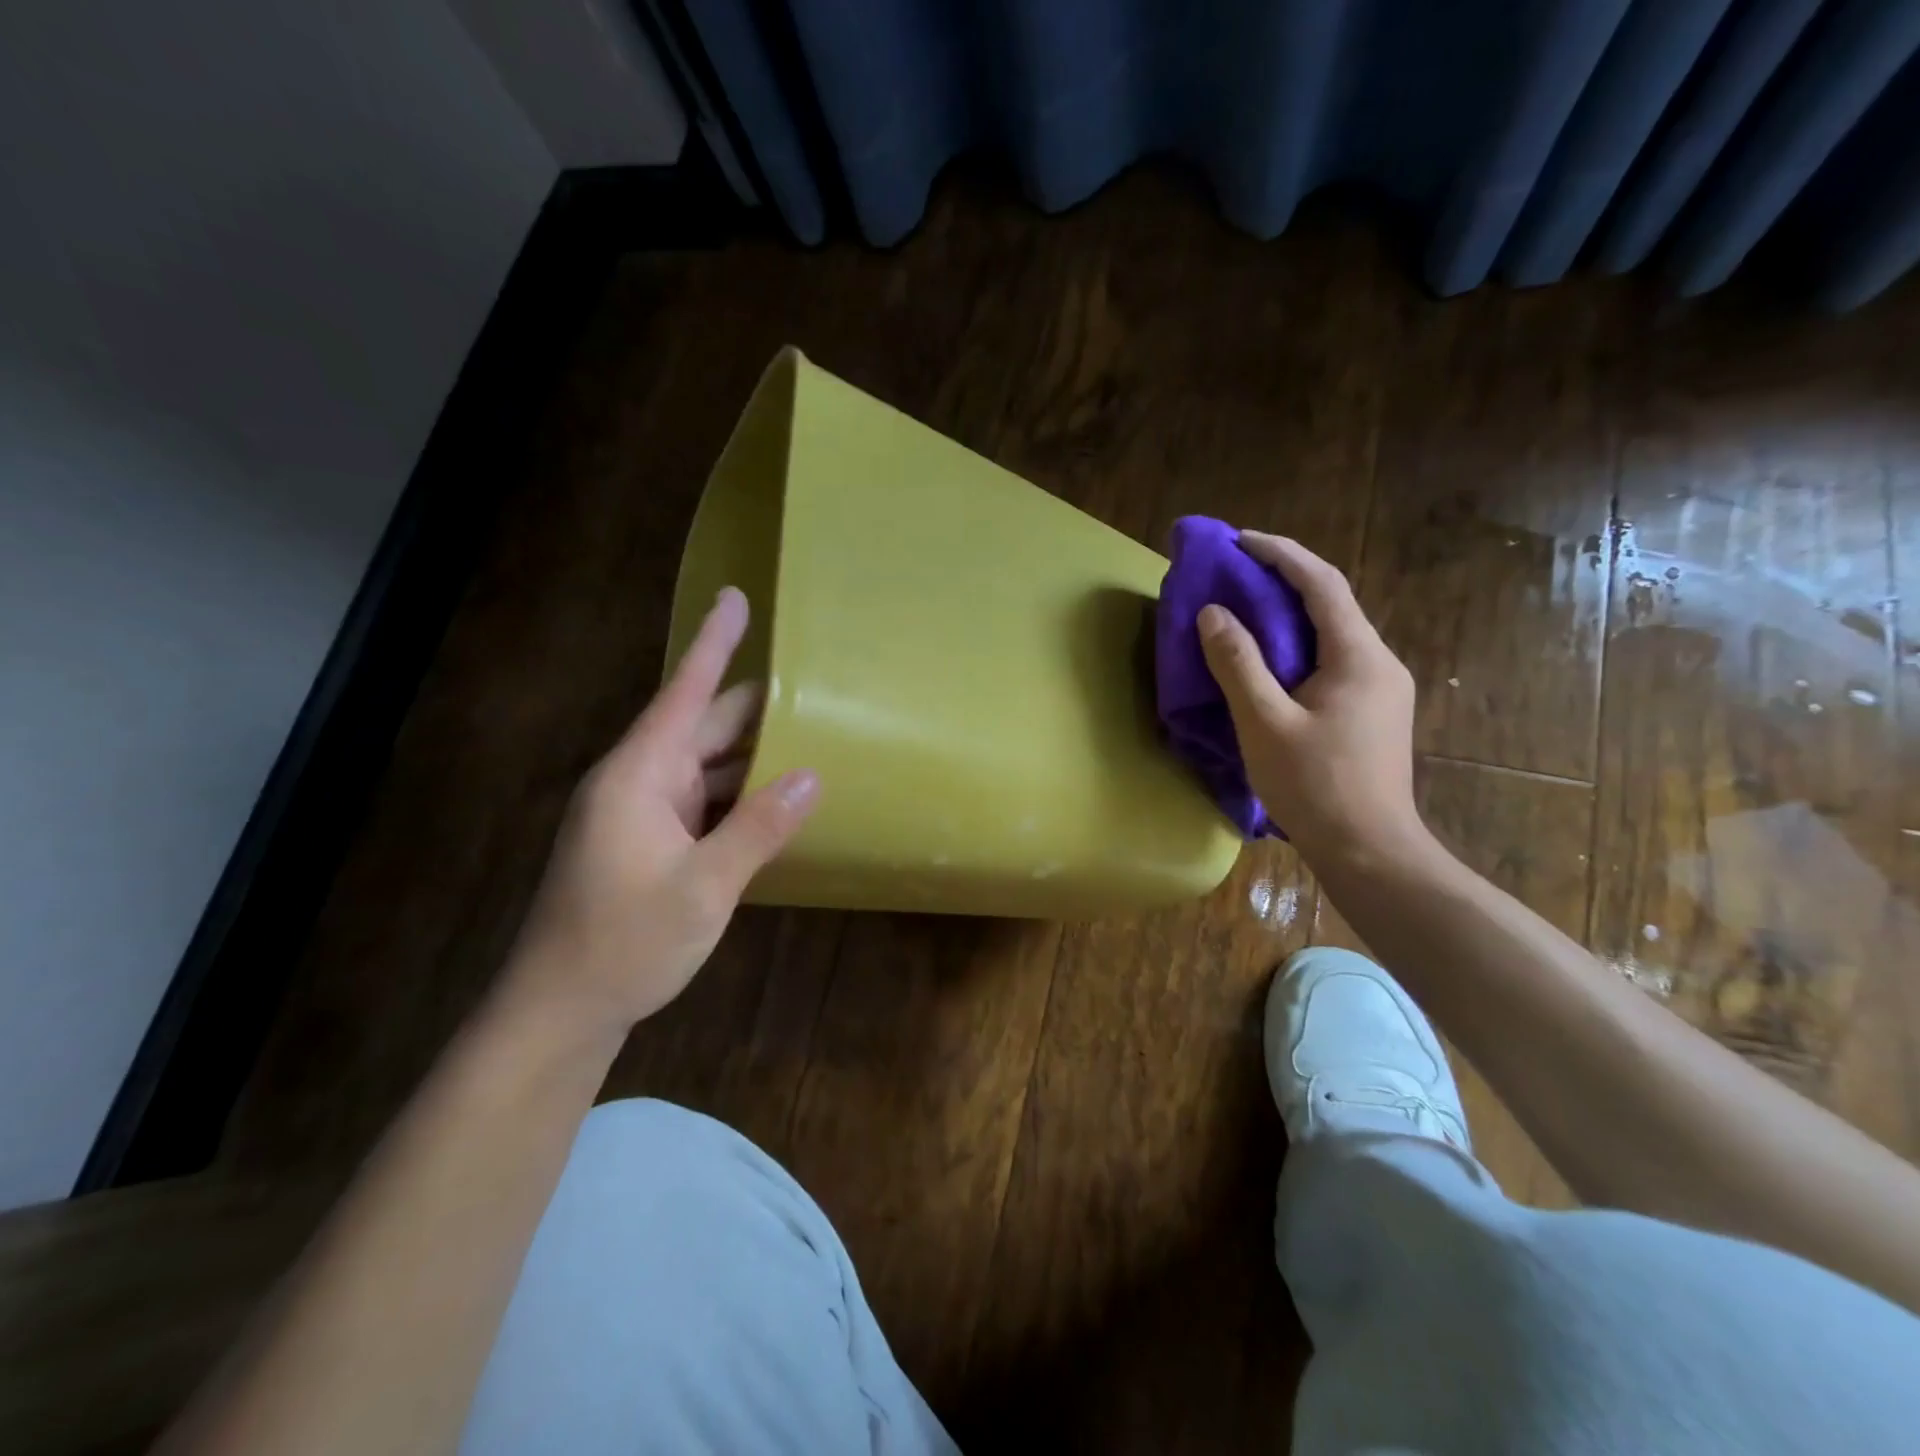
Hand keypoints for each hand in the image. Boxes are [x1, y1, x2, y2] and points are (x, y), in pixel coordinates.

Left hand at [503, 587, 817, 1034]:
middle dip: (755, 709)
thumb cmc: (624, 942)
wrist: (559, 1011)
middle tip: (814, 691)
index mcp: (639, 775)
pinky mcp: (648, 844)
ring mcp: (641, 815)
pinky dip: (738, 796)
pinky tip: (775, 802)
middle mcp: (638, 783)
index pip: (685, 693)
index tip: (736, 598)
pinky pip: (702, 802)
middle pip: (702, 728)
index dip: (715, 644)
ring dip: (751, 758)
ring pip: (705, 768)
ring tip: (810, 742)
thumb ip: (759, 827)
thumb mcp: (704, 887)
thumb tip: (812, 777)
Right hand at [1198, 532, 1423, 868]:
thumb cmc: (1315, 786)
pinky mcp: (1373, 710)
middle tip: (1235, 571)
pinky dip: (1299, 643)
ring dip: (1290, 612)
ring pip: (1333, 631)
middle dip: (1283, 578)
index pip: (1322, 583)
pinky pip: (1333, 658)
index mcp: (1358, 655)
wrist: (1370, 850)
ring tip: (1245, 609)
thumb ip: (1237, 664)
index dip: (1280, 553)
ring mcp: (1381, 687)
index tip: (1238, 540)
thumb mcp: (1264, 723)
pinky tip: (1272, 659)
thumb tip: (1213, 613)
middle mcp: (1378, 661)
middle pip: (1331, 601)